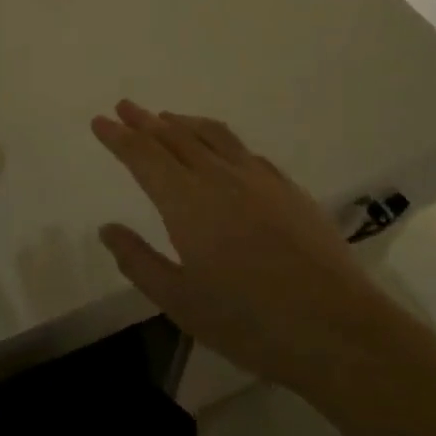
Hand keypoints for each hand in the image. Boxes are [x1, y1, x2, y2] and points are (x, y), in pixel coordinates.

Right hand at [92, 101, 400, 399]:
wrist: (335, 328)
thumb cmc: (247, 320)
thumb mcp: (179, 300)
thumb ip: (138, 261)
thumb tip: (108, 229)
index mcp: (186, 201)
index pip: (143, 156)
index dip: (119, 137)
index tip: (100, 121)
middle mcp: (219, 177)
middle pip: (175, 136)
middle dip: (145, 121)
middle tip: (125, 107)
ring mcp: (258, 179)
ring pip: (213, 136)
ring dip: (184, 123)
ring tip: (167, 118)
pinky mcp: (288, 190)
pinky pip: (245, 151)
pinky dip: (221, 140)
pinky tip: (222, 150)